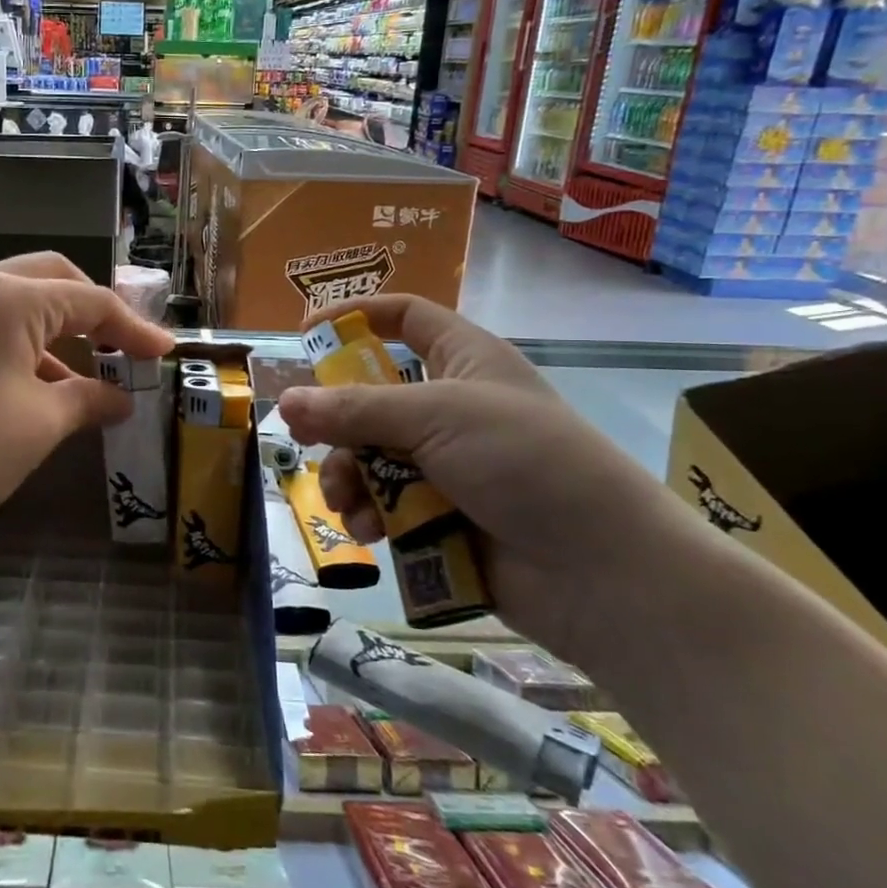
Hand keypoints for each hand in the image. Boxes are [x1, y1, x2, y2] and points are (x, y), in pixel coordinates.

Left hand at [0, 254, 173, 564]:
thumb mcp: (36, 426)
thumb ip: (87, 400)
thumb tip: (120, 397)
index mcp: (7, 297)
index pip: (90, 300)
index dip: (135, 328)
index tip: (167, 353)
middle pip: (52, 281)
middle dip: (95, 312)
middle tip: (124, 349)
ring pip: (17, 303)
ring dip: (57, 332)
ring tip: (85, 378)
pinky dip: (21, 347)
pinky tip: (34, 388)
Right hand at [277, 294, 682, 657]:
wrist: (600, 571)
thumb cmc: (524, 462)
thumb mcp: (436, 417)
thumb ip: (355, 409)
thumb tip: (285, 401)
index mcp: (464, 361)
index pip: (406, 318)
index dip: (358, 317)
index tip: (306, 332)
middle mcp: (452, 408)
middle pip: (373, 397)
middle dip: (337, 421)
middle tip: (302, 438)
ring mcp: (448, 465)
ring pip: (372, 456)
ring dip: (349, 476)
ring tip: (345, 501)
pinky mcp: (442, 516)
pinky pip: (387, 504)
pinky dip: (371, 514)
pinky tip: (368, 531)